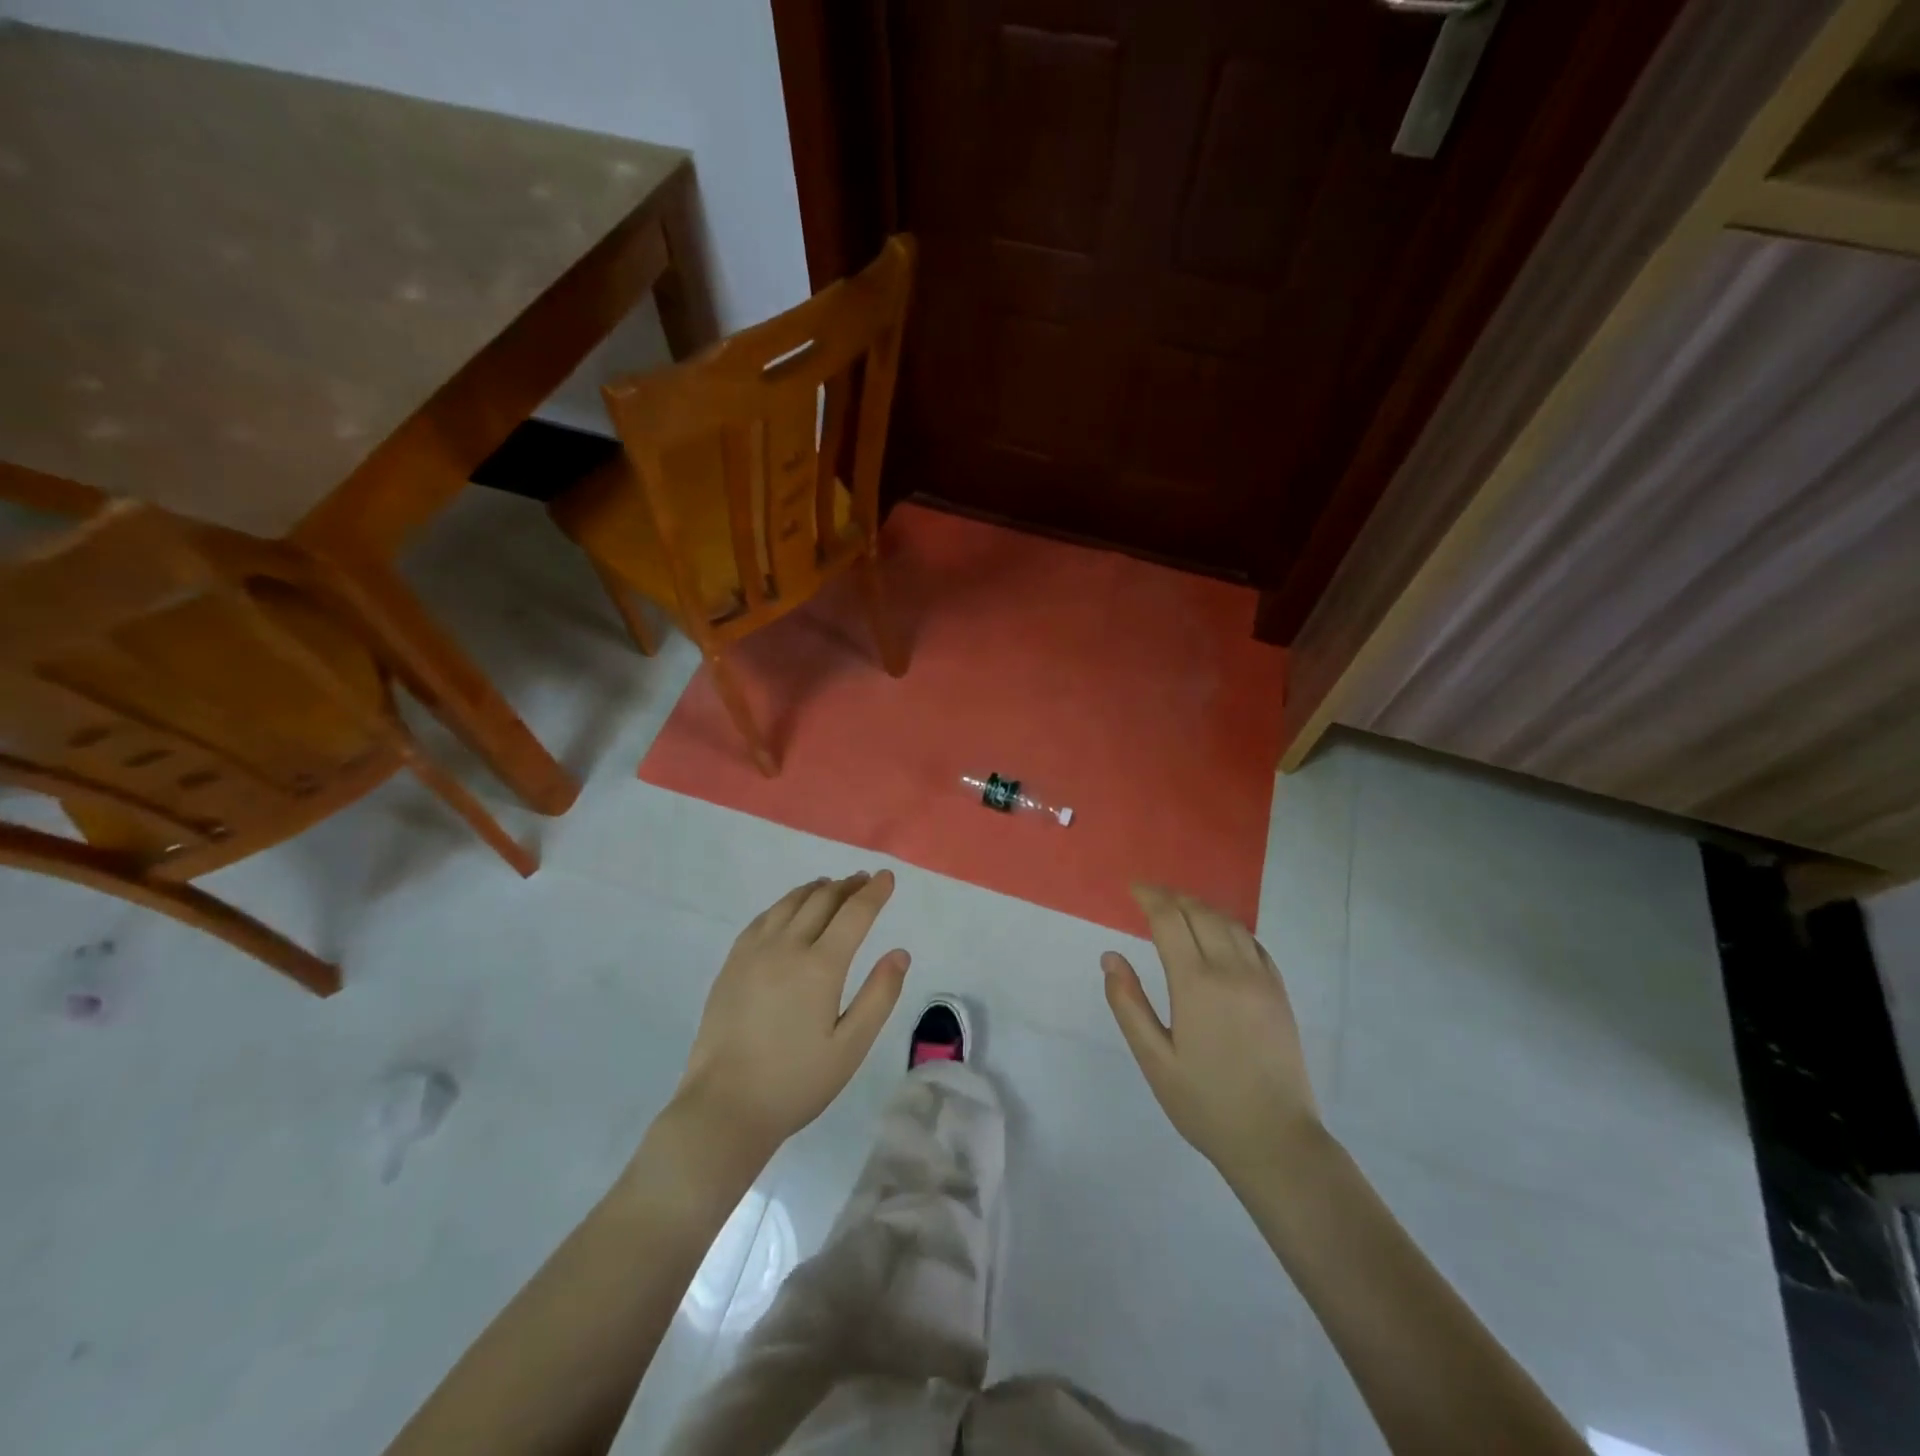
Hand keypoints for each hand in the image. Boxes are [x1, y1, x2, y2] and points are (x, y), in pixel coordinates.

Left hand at [673, 871, 909, 1163]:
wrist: (724, 1107)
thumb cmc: (795, 1082)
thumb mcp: (851, 1047)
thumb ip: (879, 996)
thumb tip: (900, 953)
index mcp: (820, 966)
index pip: (854, 913)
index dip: (874, 892)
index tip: (886, 877)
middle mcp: (787, 947)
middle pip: (821, 900)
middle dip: (847, 886)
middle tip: (863, 880)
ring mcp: (754, 952)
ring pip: (790, 903)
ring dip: (816, 889)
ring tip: (830, 886)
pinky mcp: (732, 964)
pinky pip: (763, 918)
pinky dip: (785, 904)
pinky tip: (789, 910)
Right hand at [1102, 885, 1321, 1182]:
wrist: (1276, 1141)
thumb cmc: (1205, 1104)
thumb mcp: (1154, 1060)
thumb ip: (1129, 1004)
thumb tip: (1110, 957)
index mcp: (1196, 984)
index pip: (1170, 920)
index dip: (1150, 897)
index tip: (1132, 889)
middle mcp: (1231, 970)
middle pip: (1200, 913)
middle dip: (1172, 897)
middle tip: (1150, 896)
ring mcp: (1261, 979)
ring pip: (1229, 923)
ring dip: (1201, 908)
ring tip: (1179, 909)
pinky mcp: (1279, 993)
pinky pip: (1253, 943)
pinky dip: (1229, 927)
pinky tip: (1218, 936)